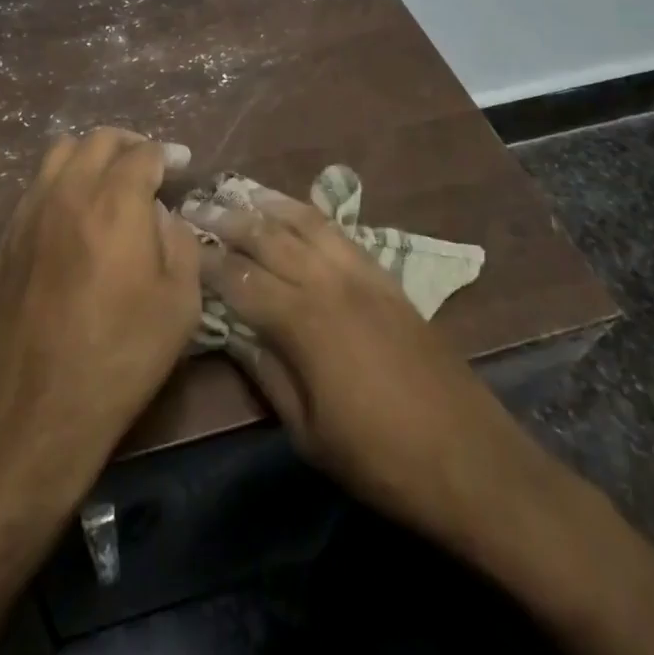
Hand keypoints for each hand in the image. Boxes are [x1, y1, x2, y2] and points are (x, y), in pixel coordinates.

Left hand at [0, 129, 200, 498]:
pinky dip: (63, 178)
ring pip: (60, 152)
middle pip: (98, 139)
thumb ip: (178, 242)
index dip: (166, 153)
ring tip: (110, 178)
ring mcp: (31, 211)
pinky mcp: (8, 235)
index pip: (142, 153)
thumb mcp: (179, 303)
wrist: (35, 405)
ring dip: (91, 154)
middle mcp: (69, 192)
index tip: (180, 163)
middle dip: (129, 143)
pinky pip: (38, 184)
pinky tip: (76, 210)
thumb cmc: (119, 356)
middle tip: (149, 163)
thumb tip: (161, 214)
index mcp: (115, 203)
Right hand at [192, 190, 547, 553]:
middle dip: (229, 219)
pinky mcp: (388, 280)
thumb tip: (234, 333)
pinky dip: (312, 216)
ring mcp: (363, 276)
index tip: (180, 244)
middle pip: (269, 237)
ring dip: (270, 204)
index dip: (206, 261)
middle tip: (197, 206)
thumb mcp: (309, 432)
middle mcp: (330, 284)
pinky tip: (297, 212)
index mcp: (304, 323)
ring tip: (241, 192)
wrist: (473, 462)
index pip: (240, 278)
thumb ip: (268, 373)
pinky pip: (342, 233)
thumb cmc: (381, 460)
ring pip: (307, 223)